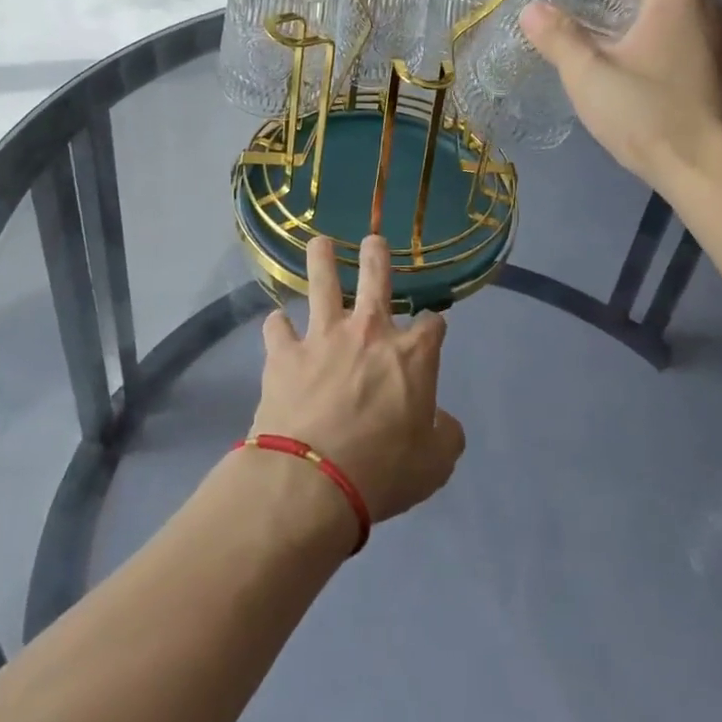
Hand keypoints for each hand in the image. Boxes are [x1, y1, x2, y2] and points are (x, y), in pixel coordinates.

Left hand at [251, 236, 465, 522]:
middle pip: (376, 276)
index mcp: (412, 355)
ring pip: (322, 282)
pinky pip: (276, 327)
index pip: (432, 325)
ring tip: (320, 244)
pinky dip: (277, 327)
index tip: (432, 331)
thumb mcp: (435, 465)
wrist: (312, 481)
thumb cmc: (383, 472)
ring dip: (321, 259)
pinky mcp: (284, 353)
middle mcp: (369, 332)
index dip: (434, 326)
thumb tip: (443, 421)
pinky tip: (277, 327)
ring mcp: (323, 337)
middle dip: (376, 254)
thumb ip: (445, 435)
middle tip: (373, 241)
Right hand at [521, 0, 721, 194]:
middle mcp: (713, 5)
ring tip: (606, 30)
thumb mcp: (590, 77)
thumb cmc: (653, 117)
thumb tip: (534, 10)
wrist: (721, 175)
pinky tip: (638, 66)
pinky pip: (692, 30)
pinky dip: (660, 29)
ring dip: (642, 4)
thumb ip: (559, 38)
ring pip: (681, 2)